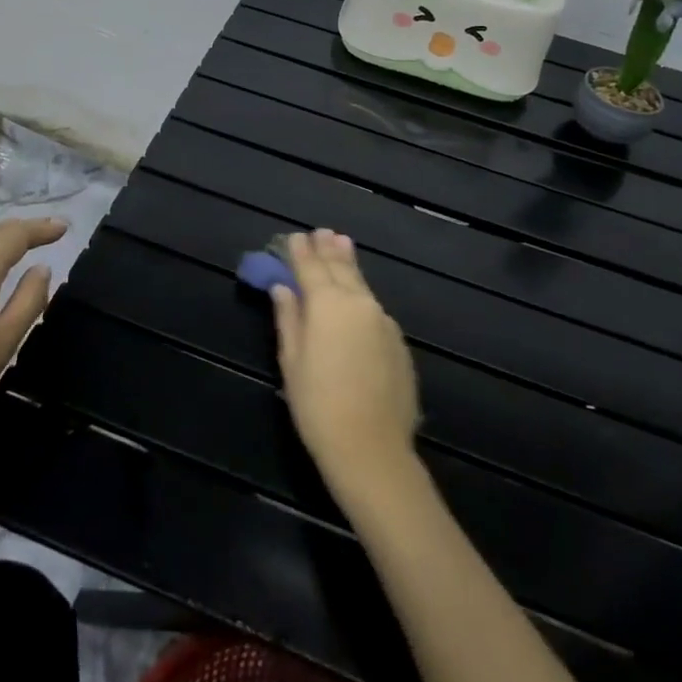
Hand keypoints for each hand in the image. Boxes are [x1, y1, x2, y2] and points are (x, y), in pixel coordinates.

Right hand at [270, 230, 420, 500]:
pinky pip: (374, 308)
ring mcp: (383, 321)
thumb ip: (289, 319)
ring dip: (349, 264)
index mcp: (327, 304)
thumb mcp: (292, 362)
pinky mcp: (398, 341)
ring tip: (341, 244)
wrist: (372, 449)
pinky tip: (358, 296)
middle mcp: (358, 303)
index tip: (294, 236)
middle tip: (322, 232)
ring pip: (361, 284)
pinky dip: (362, 294)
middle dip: (328, 249)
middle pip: (341, 269)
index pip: (310, 268)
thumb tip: (283, 289)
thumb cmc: (318, 406)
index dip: (300, 251)